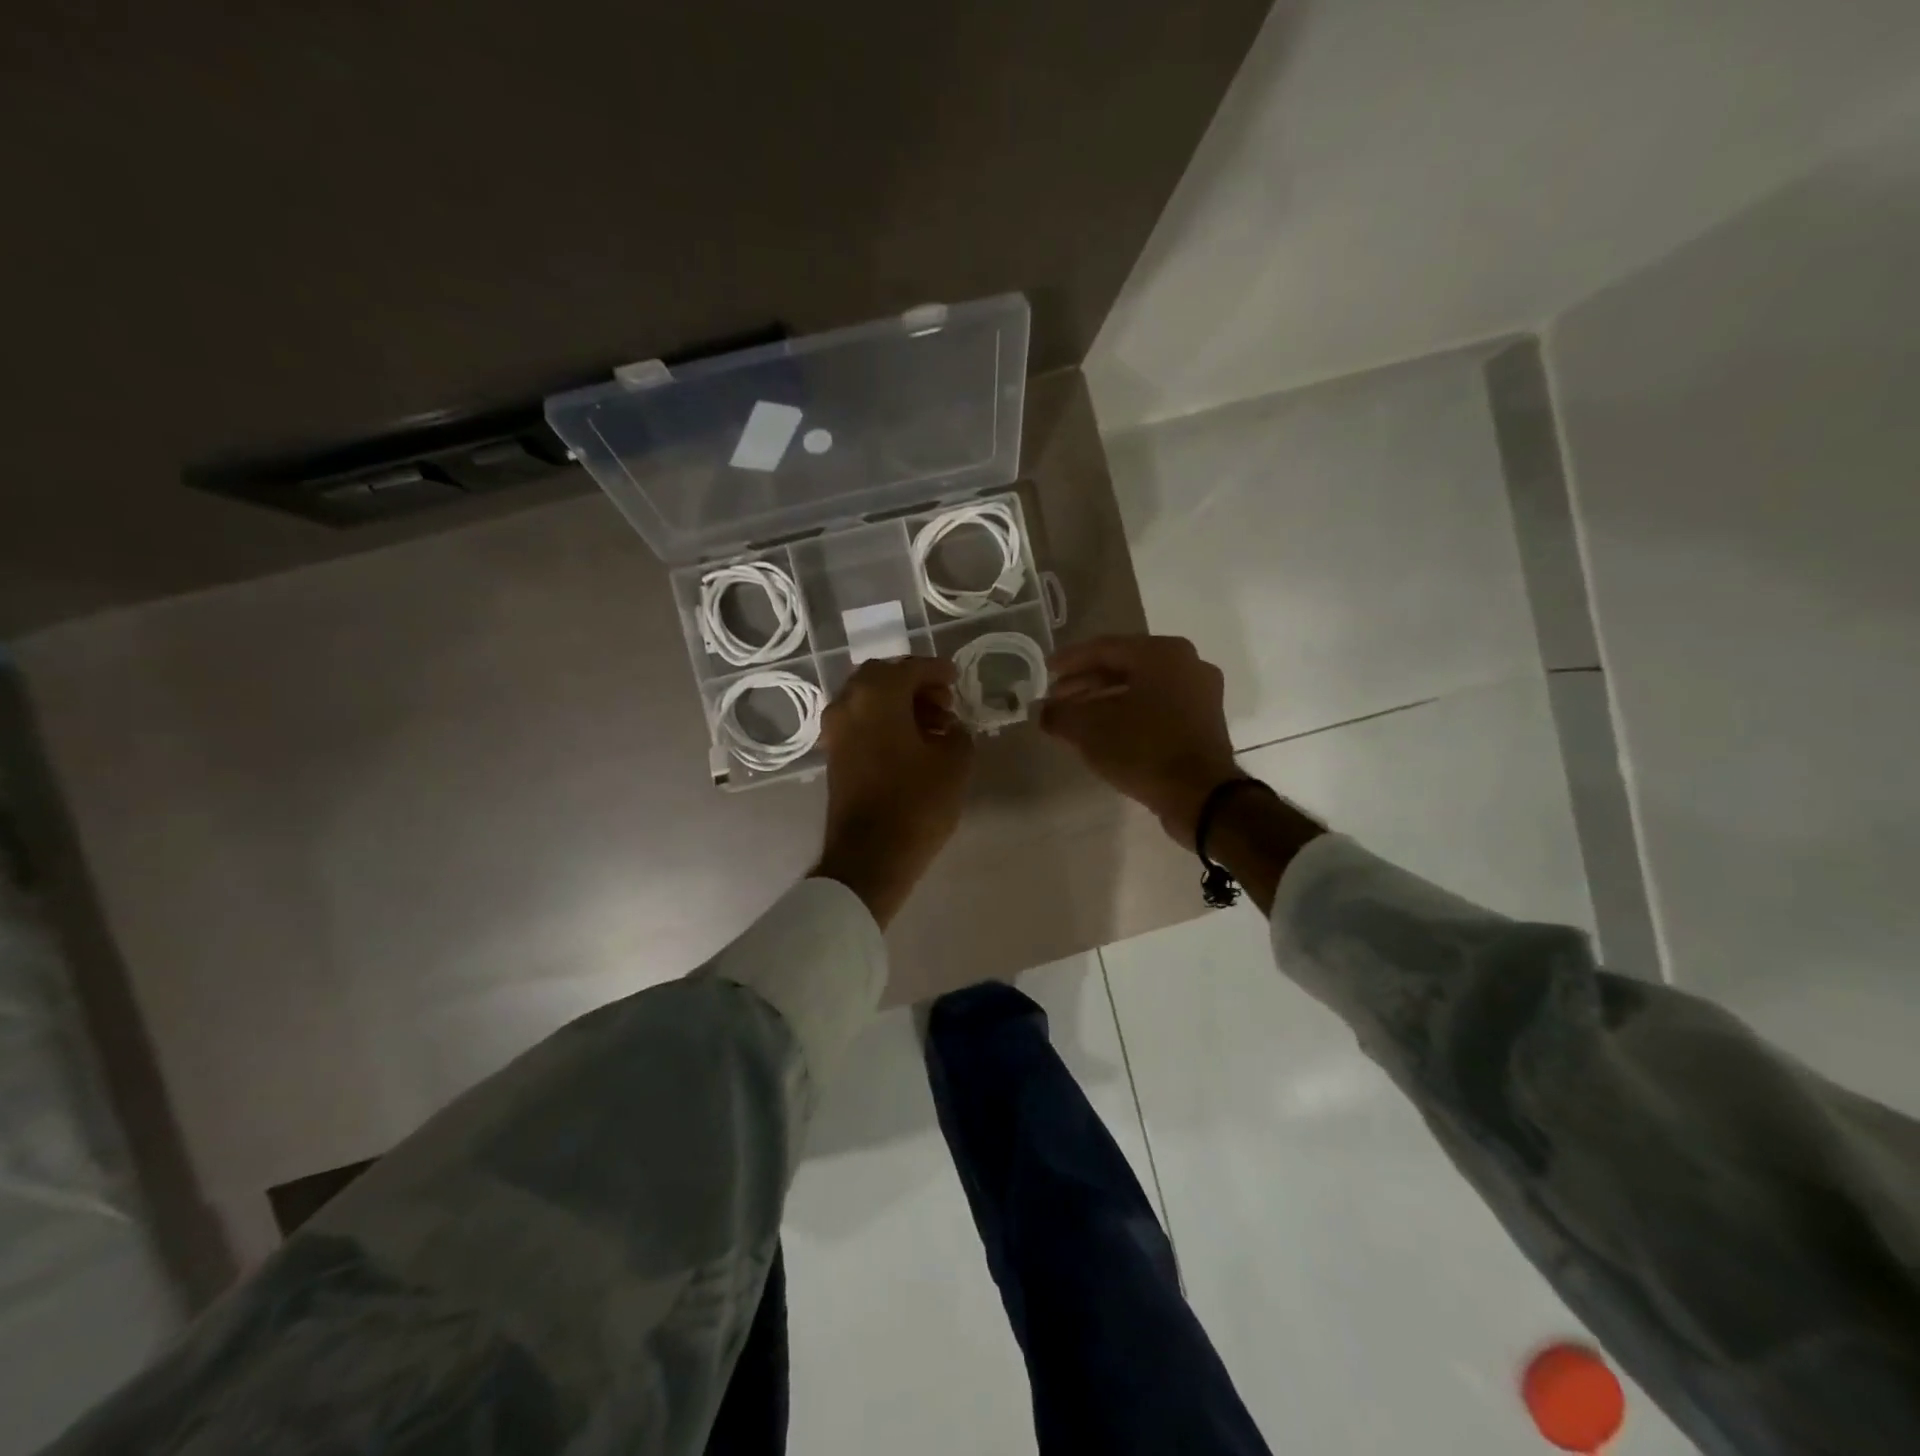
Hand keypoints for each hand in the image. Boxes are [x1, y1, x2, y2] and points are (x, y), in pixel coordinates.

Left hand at [813, 656, 973, 926]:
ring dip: (899, 705)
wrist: (870, 856)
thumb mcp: (955, 763)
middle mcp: (848, 704)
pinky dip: (883, 723)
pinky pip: (860, 723)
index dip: (937, 670)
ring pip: (868, 700)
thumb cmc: (916, 803)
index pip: (910, 668)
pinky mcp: (834, 755)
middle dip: (914, 685)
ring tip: (933, 727)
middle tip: (943, 702)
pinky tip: (911, 744)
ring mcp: (835, 730)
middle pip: (883, 678)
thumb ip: (958, 733)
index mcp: (877, 695)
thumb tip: (951, 728)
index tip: (956, 678)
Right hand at [1040, 635, 1239, 848]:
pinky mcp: (1204, 721)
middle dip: (1086, 682)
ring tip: (1076, 718)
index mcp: (1162, 653)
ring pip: (1141, 688)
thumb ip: (1059, 714)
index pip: (1104, 647)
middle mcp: (1187, 663)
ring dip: (1105, 700)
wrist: (1202, 797)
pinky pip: (1158, 706)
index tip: (1045, 671)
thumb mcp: (1090, 731)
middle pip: (1124, 666)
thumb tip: (1040, 710)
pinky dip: (1129, 713)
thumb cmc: (1144, 750)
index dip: (1070, 660)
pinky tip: (1106, 732)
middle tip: (1057, 699)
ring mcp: (1200, 693)